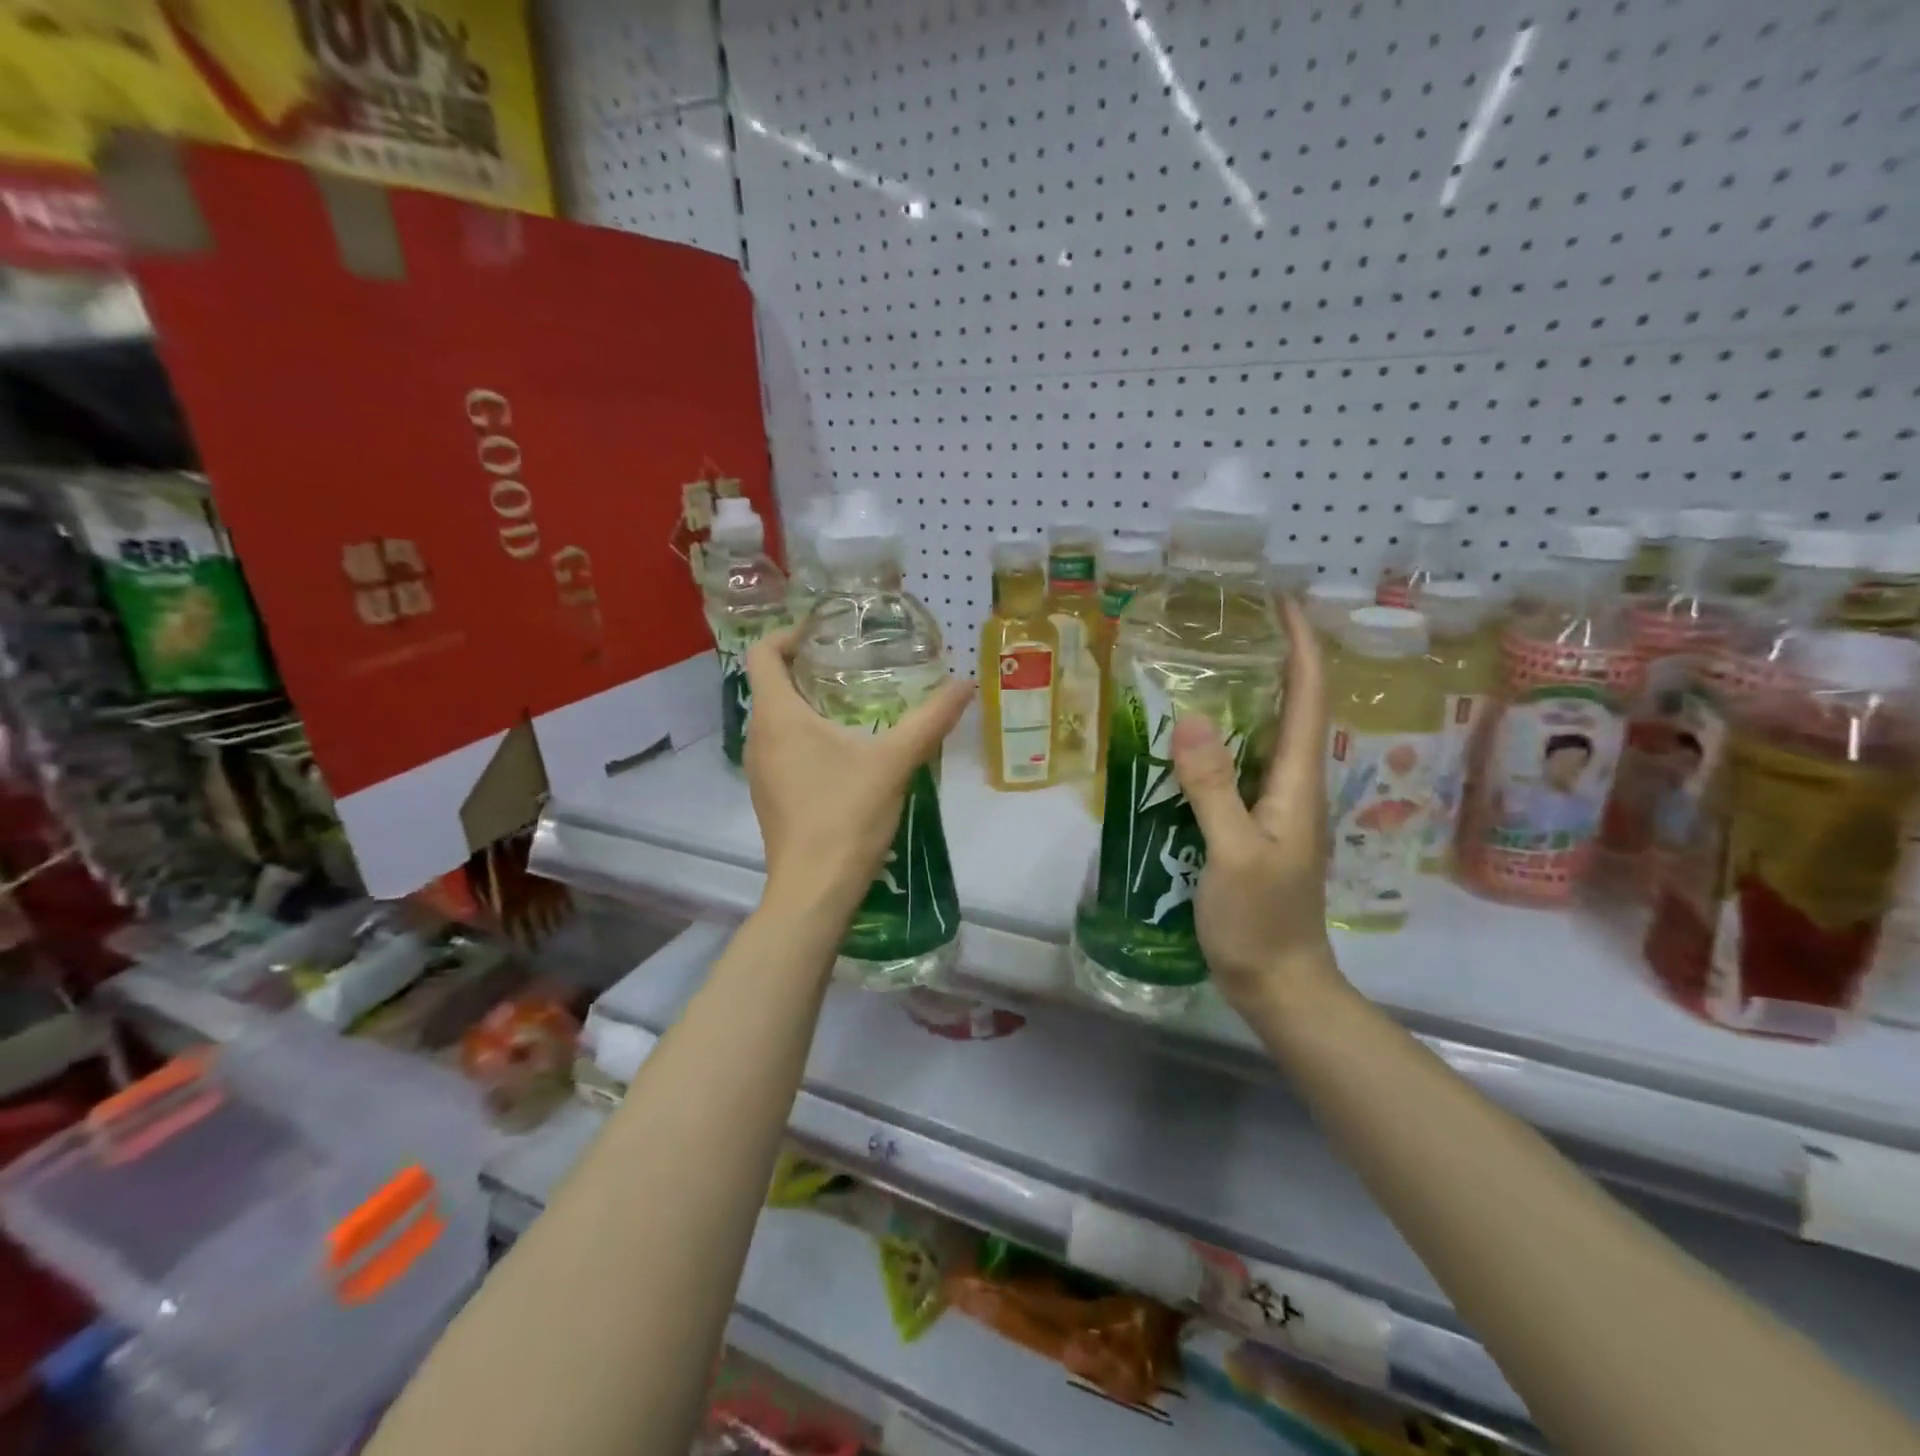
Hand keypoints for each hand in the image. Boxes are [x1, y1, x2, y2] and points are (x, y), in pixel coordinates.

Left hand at [743, 627, 973, 916]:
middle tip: (852, 664)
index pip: (763, 653)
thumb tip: (965, 684)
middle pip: (770, 683)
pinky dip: (804, 735)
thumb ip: (930, 720)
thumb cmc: (846, 816)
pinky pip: (780, 747)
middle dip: (806, 667)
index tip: (827, 633)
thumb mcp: (895, 762)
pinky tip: (844, 753)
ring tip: (853, 703)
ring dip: (806, 703)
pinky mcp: (769, 794)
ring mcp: (758, 769)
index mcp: (777, 716)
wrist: (814, 890)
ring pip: (775, 718)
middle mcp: (758, 737)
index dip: (790, 634)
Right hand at [1171, 595, 1341, 1016]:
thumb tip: (1190, 718)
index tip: (1281, 603)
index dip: (1301, 646)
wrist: (1279, 984)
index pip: (1310, 698)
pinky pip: (1244, 768)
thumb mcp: (1232, 853)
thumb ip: (1213, 787)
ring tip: (1207, 668)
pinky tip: (1189, 741)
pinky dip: (1224, 741)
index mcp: (1299, 783)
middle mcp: (1295, 786)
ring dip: (1250, 697)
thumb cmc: (1260, 922)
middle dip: (1274, 660)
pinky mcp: (1256, 827)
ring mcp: (1277, 809)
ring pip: (1268, 737)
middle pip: (1294, 709)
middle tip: (1230, 627)